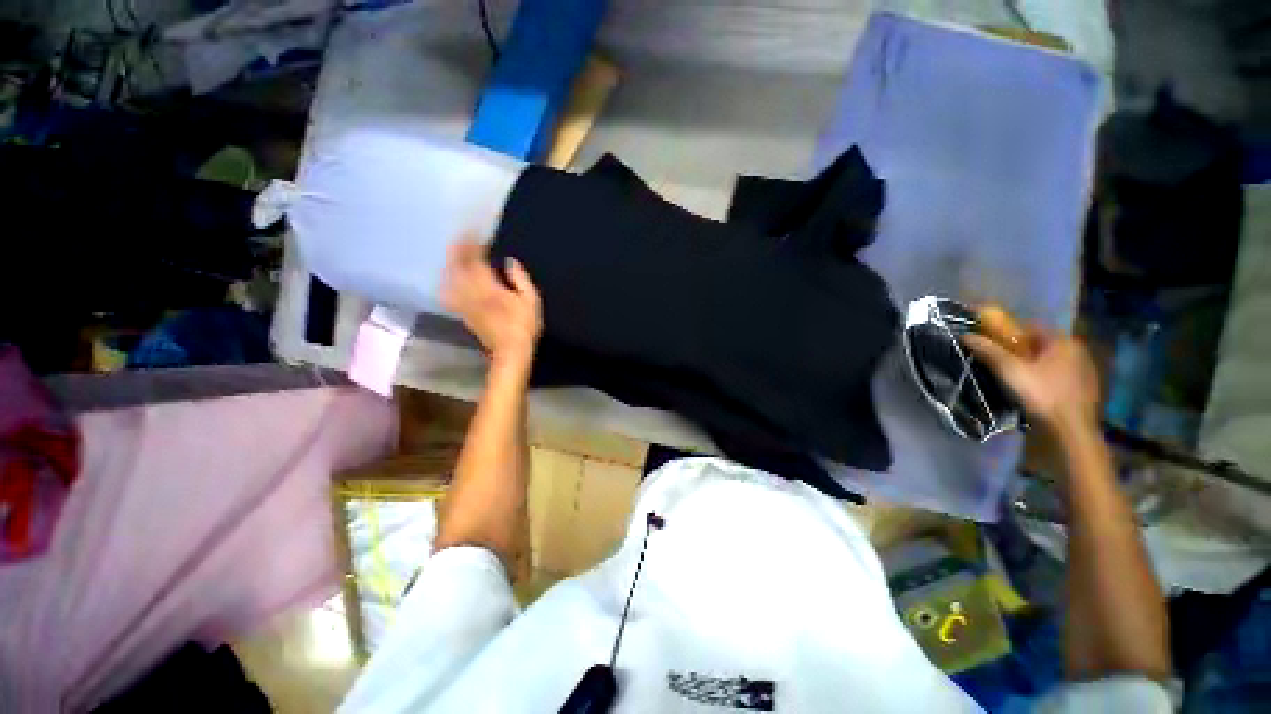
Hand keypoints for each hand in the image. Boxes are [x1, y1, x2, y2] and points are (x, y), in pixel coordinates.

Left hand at [442, 240, 541, 366]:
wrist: (510, 352)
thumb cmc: (524, 326)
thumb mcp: (531, 301)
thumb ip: (520, 279)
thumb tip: (509, 261)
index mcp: (489, 288)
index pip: (475, 261)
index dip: (473, 246)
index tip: (474, 233)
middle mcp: (472, 293)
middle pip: (458, 267)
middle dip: (458, 251)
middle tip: (460, 237)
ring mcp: (465, 304)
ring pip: (451, 279)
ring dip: (451, 264)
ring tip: (455, 254)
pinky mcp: (463, 314)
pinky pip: (450, 294)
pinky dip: (448, 282)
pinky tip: (450, 279)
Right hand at [963, 327, 1099, 435]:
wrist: (1071, 431)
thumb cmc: (1041, 394)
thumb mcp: (1009, 370)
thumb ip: (988, 351)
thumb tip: (966, 335)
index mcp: (1062, 341)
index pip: (1030, 327)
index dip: (1008, 332)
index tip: (991, 343)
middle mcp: (1077, 351)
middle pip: (1040, 345)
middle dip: (1019, 350)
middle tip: (1000, 363)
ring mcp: (1084, 371)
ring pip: (1050, 361)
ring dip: (1032, 365)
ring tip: (1014, 379)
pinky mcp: (1084, 389)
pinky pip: (1058, 376)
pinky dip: (1043, 378)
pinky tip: (1033, 391)